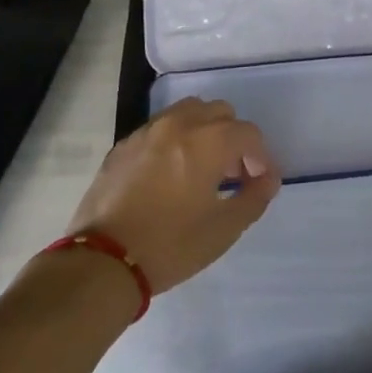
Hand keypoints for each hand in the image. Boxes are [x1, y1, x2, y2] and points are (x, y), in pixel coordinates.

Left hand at [65, 100, 281, 293]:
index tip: (258, 182)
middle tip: (231, 174)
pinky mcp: (124, 144)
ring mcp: (148, 130)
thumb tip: (268, 178)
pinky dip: (174, 140)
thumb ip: (254, 197)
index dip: (260, 156)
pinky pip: (160, 128)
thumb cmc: (171, 245)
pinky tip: (168, 175)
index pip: (248, 133)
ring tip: (200, 168)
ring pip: (188, 112)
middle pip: (219, 113)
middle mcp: (179, 124)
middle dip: (232, 138)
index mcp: (208, 140)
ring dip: (203, 132)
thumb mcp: (224, 229)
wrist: (103, 261)